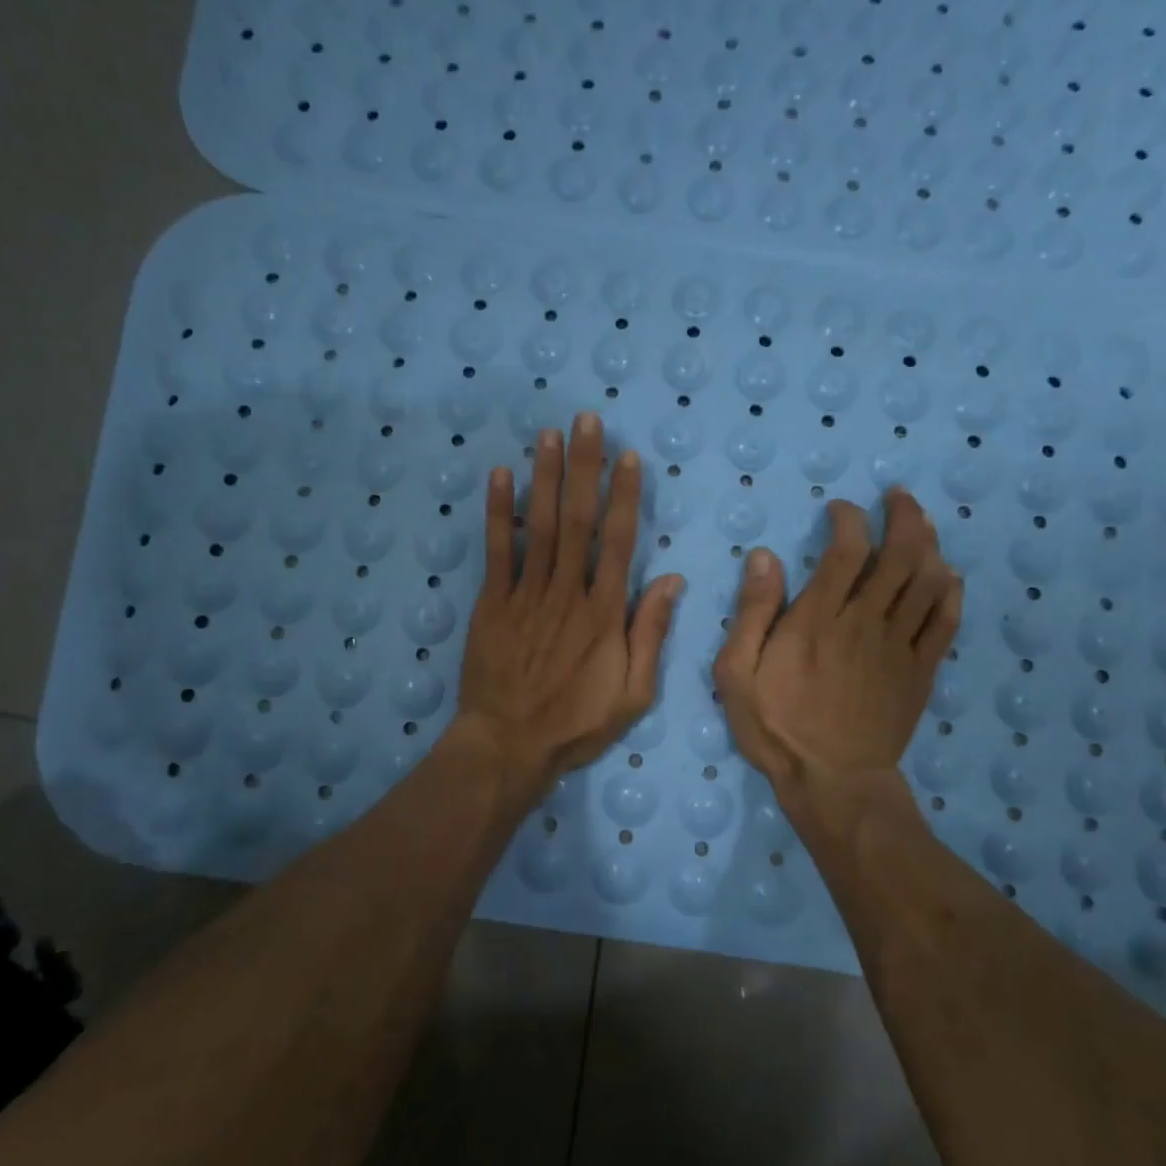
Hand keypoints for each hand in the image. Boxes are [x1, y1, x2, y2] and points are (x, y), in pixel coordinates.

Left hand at [454, 412, 683, 810]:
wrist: (509, 745)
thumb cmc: (577, 723)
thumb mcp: (634, 693)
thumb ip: (651, 634)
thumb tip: (673, 580)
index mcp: (605, 612)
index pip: (620, 541)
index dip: (625, 496)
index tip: (628, 457)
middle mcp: (568, 591)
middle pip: (578, 520)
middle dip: (584, 467)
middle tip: (586, 420)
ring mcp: (526, 594)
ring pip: (538, 526)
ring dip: (545, 477)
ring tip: (549, 435)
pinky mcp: (492, 603)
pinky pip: (497, 552)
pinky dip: (498, 513)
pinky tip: (501, 477)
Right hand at [715, 489, 961, 831]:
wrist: (833, 782)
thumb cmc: (776, 726)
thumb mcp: (736, 673)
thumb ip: (752, 613)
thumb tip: (765, 557)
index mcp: (818, 620)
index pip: (845, 550)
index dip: (849, 519)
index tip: (840, 509)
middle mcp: (865, 622)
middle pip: (900, 555)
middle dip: (903, 516)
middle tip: (897, 497)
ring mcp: (899, 646)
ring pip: (928, 581)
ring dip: (930, 543)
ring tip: (921, 524)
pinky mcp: (921, 670)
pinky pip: (946, 621)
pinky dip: (950, 591)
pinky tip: (946, 576)